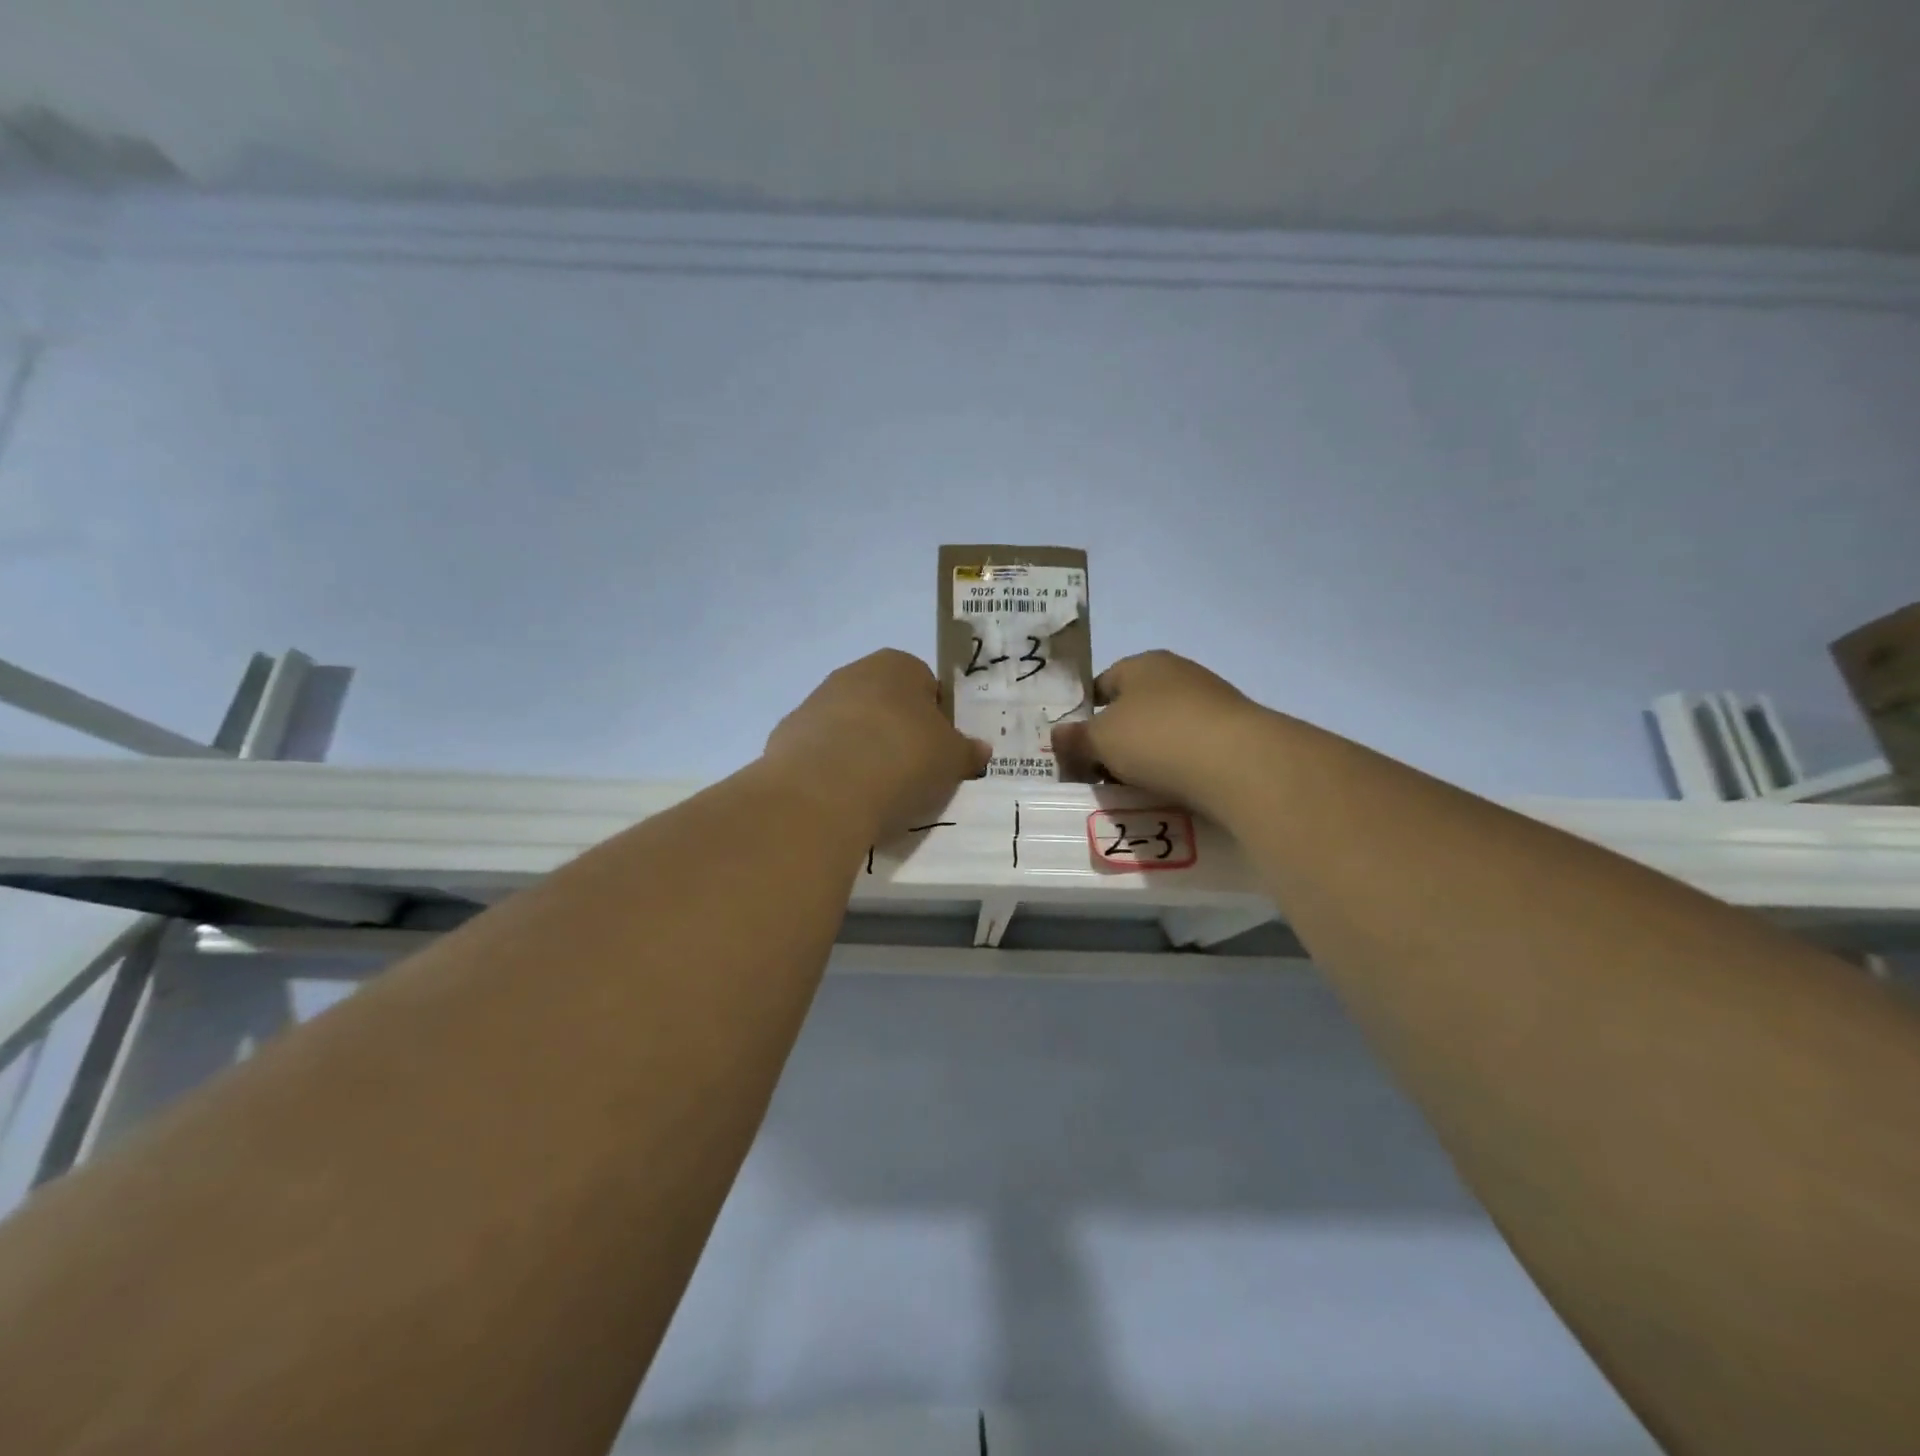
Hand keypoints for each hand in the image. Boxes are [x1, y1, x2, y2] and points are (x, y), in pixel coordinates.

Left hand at [764, 650, 989, 839]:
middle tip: (911, 773)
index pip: (927, 685)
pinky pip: (821, 752)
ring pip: (850, 727)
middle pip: (885, 704)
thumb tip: (980, 749)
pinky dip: (832, 769)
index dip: (937, 720)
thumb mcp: (952, 760)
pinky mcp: (786, 736)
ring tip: (875, 792)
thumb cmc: (902, 760)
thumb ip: (967, 751)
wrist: (823, 790)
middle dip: (897, 733)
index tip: (938, 753)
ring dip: (863, 750)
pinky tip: (842, 797)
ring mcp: (814, 703)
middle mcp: (852, 673)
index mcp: (898, 665)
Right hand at [1052, 650, 1267, 813]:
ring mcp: (1210, 703)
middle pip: (1133, 710)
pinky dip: (1177, 769)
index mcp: (1143, 664)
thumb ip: (1075, 738)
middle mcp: (1178, 675)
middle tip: (1099, 776)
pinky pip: (1191, 752)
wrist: (1240, 763)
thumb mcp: (1101, 739)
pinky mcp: (1234, 734)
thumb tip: (1056, 735)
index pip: (1102, 684)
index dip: (1085, 715)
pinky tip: (1169, 792)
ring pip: (1163, 733)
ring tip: (1132, 791)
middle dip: (1115, 741)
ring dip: (1146, 759)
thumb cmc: (1157, 737)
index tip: (1076, 748)